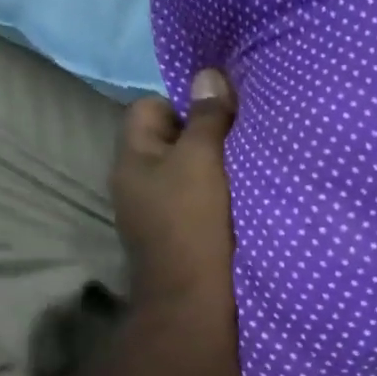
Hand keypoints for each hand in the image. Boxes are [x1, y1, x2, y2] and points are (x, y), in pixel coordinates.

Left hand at [111, 69, 237, 334]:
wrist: (195, 302)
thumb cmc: (194, 221)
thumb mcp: (202, 159)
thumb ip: (207, 117)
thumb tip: (207, 73)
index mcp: (132, 158)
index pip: (150, 107)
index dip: (184, 104)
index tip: (220, 118)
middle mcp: (136, 183)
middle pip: (171, 140)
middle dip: (204, 136)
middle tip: (239, 141)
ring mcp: (154, 214)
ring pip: (186, 173)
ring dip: (213, 169)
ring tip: (244, 170)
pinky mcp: (177, 238)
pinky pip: (195, 201)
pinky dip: (215, 198)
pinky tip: (239, 202)